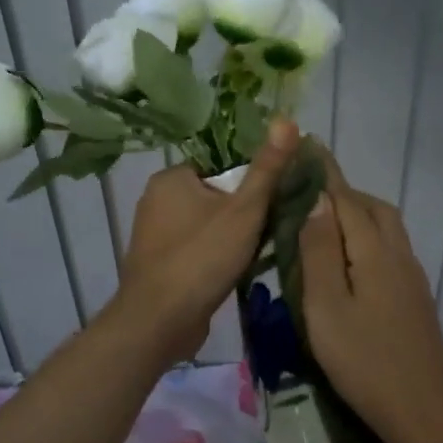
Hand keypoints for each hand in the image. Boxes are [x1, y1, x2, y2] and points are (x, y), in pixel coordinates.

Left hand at [111, 118, 299, 360]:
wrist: (158, 322)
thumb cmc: (201, 258)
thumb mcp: (244, 210)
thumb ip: (267, 168)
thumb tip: (288, 120)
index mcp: (171, 178)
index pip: (221, 166)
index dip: (251, 183)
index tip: (273, 202)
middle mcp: (156, 200)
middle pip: (216, 195)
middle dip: (244, 213)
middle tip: (269, 231)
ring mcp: (154, 234)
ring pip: (207, 224)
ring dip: (232, 237)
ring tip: (256, 254)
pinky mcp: (158, 264)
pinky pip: (196, 248)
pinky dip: (214, 256)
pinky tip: (233, 272)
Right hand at [296, 153, 442, 439]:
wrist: (423, 410)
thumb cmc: (364, 361)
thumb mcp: (326, 308)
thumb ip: (319, 252)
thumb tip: (316, 202)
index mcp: (374, 252)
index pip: (347, 199)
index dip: (326, 173)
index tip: (308, 145)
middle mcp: (398, 254)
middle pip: (373, 208)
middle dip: (342, 192)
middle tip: (308, 193)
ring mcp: (412, 276)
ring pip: (385, 228)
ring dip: (357, 214)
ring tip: (324, 224)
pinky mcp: (415, 296)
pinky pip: (390, 248)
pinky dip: (367, 237)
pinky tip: (350, 260)